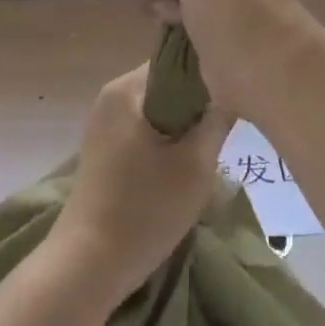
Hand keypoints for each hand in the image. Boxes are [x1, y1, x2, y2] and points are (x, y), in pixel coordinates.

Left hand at [51, 63, 232, 306]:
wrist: (87, 266)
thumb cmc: (145, 209)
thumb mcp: (196, 164)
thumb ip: (218, 119)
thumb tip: (233, 90)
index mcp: (128, 88)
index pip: (179, 59)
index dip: (211, 72)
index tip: (237, 91)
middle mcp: (112, 95)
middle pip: (169, 83)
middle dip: (199, 100)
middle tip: (230, 122)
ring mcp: (105, 122)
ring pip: (159, 107)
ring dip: (186, 122)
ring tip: (214, 143)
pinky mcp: (104, 148)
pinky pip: (145, 126)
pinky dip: (168, 137)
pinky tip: (187, 161)